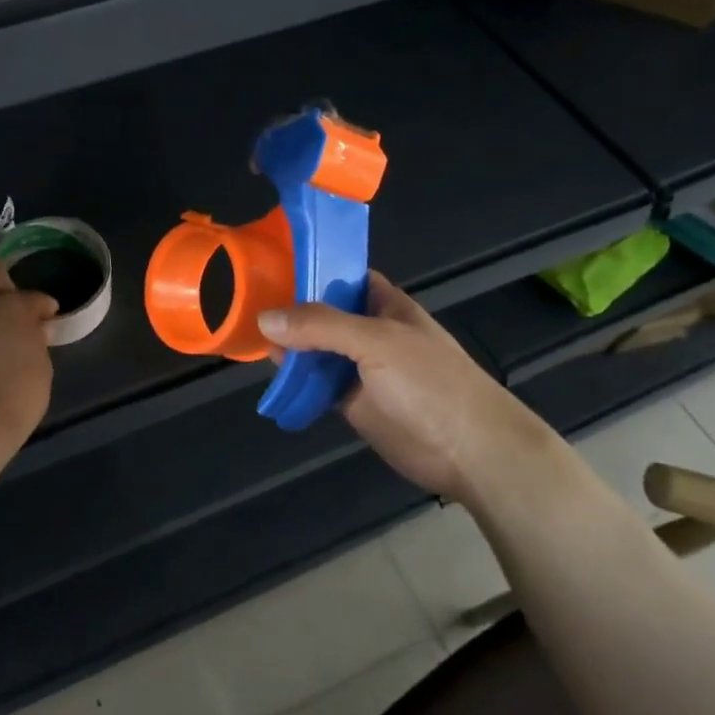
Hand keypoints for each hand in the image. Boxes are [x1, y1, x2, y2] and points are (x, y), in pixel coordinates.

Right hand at [257, 271, 552, 497]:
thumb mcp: (376, 341)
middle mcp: (369, 331)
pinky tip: (270, 373)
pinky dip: (295, 379)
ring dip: (288, 346)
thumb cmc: (431, 382)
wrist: (470, 451)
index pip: (342, 275)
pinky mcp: (351, 402)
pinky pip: (316, 384)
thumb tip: (264, 319)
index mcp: (384, 305)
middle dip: (289, 310)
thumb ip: (321, 326)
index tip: (268, 263)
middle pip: (322, 313)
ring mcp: (360, 368)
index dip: (310, 268)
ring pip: (315, 349)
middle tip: (244, 303)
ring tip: (247, 335)